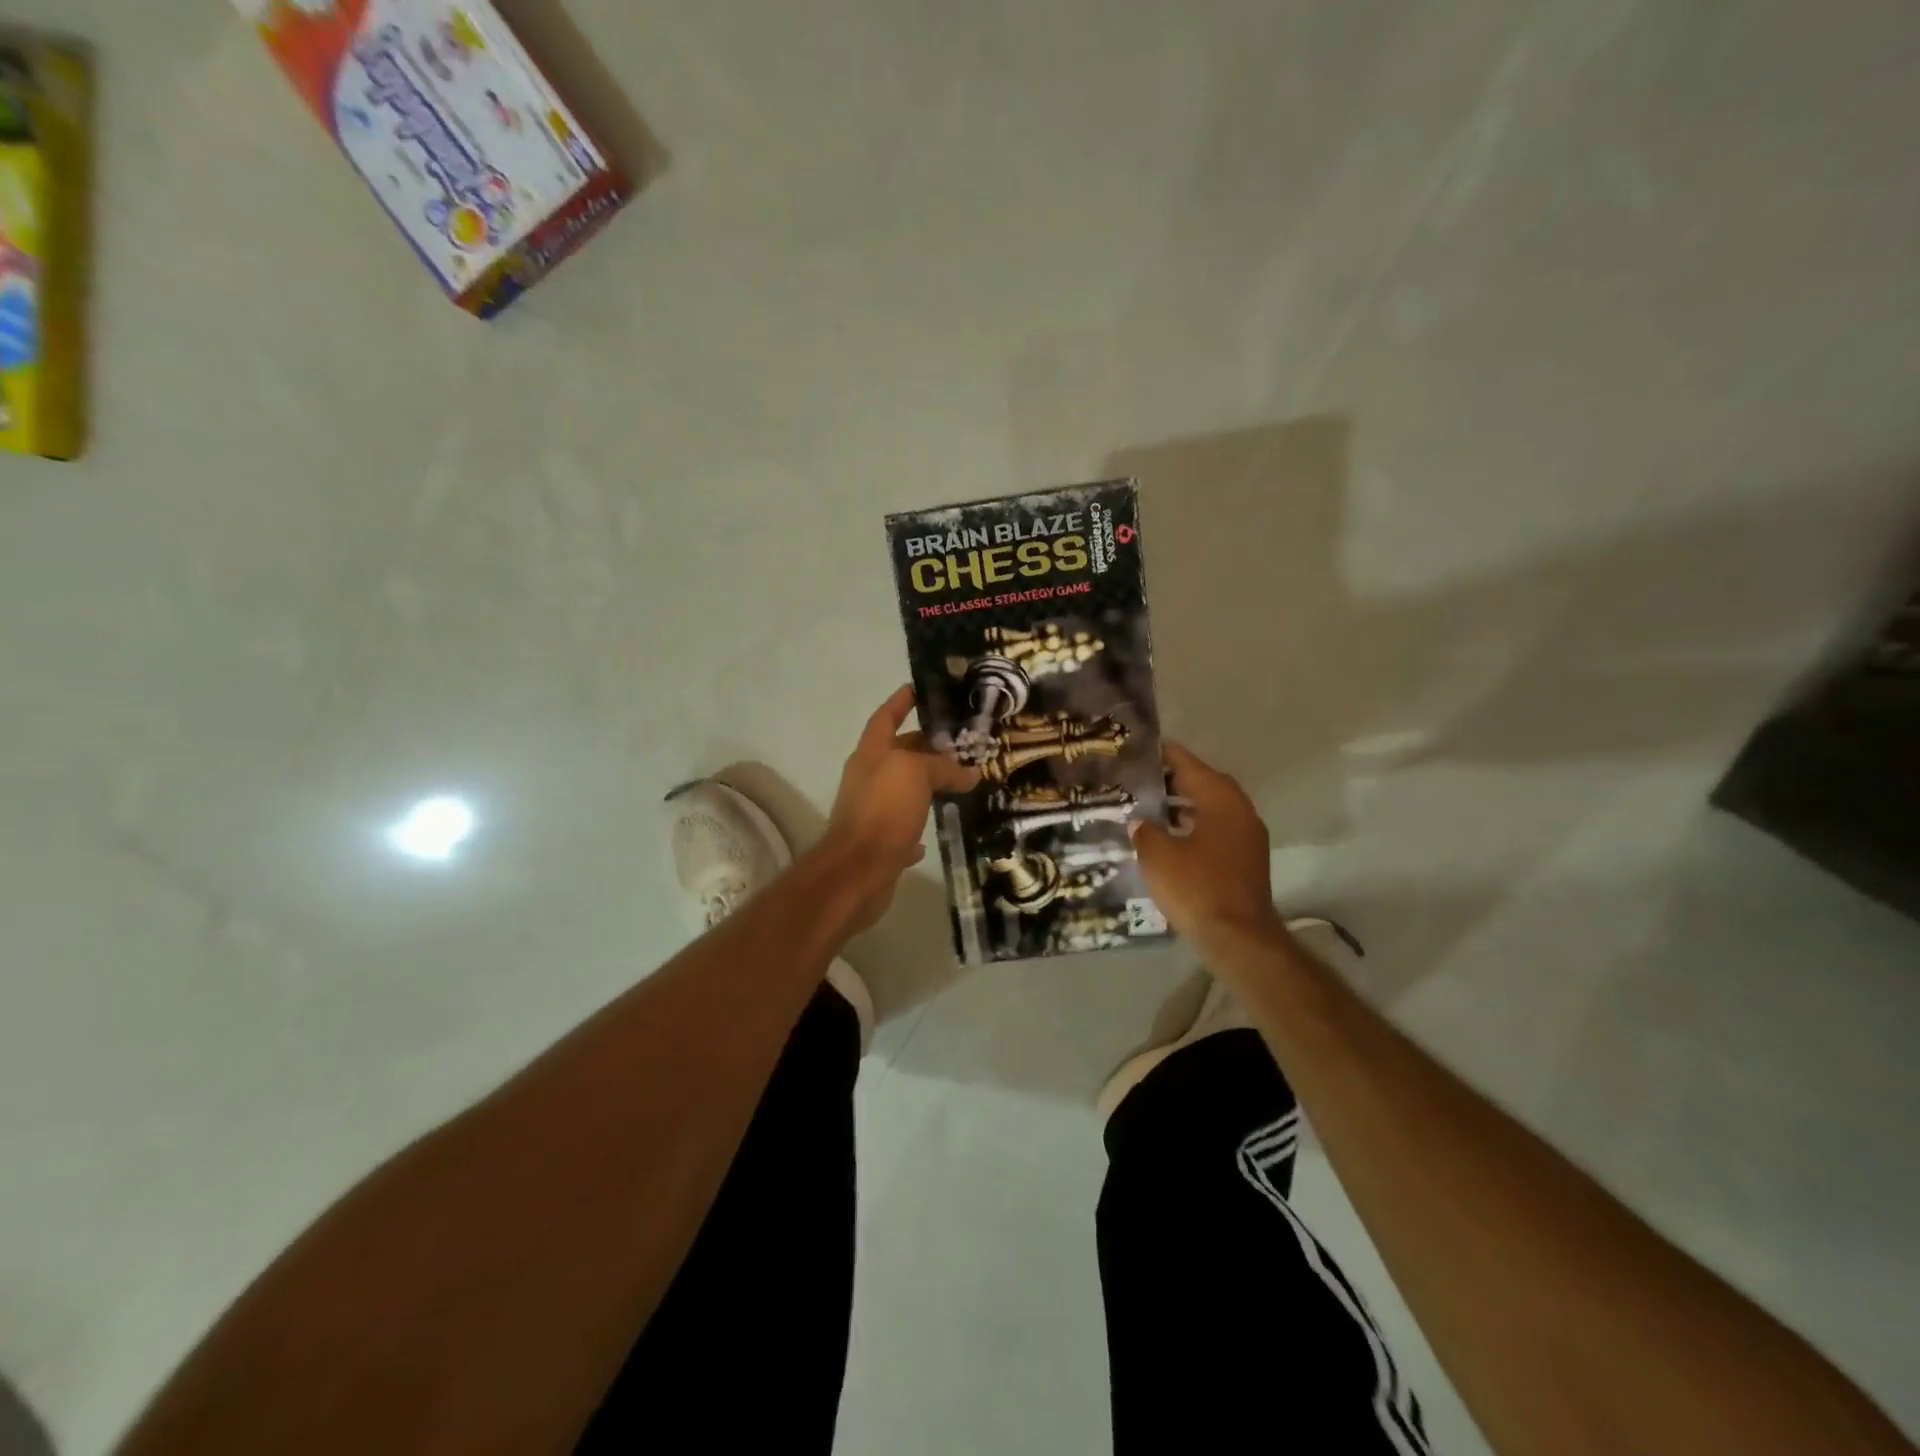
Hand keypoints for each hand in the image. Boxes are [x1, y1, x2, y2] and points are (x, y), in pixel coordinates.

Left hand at [822, 685, 979, 929]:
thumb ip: (943, 768)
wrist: (857, 871)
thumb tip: (970, 772)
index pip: (885, 716)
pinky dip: (921, 822)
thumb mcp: (915, 774)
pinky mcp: (881, 842)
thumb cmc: (883, 810)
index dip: (901, 701)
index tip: (919, 687)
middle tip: (963, 741)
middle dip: (927, 746)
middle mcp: (868, 778)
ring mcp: (872, 811)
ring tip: (963, 779)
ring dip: (928, 784)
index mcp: (871, 754)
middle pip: (899, 753)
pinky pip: (905, 825)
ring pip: (905, 789)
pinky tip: (941, 822)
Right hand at [1131, 742, 1284, 943]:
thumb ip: (1145, 831)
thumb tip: (1139, 821)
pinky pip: (1218, 831)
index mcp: (1221, 801)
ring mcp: (1248, 838)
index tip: (1144, 748)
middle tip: (1144, 779)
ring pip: (1213, 810)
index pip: (1190, 765)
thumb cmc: (1196, 887)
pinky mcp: (1246, 862)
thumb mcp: (1158, 855)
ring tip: (1152, 807)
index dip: (1166, 756)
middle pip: (1205, 785)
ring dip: (1186, 806)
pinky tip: (1171, 839)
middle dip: (1176, 780)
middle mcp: (1240, 812)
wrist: (1238, 938)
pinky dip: (1195, 827)